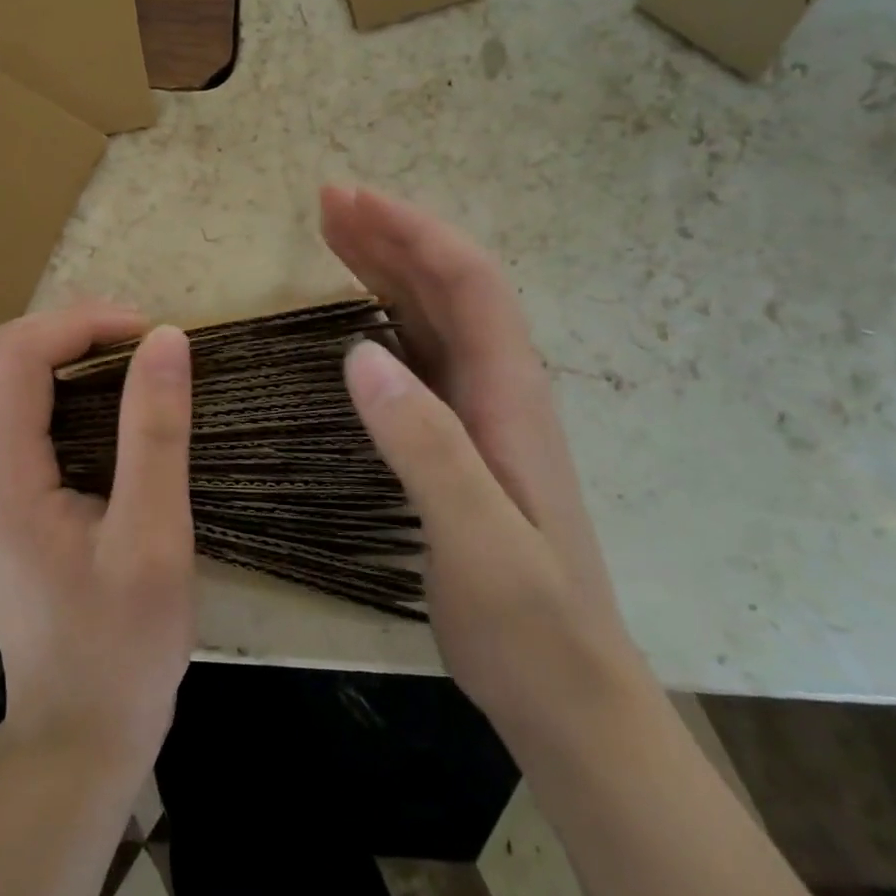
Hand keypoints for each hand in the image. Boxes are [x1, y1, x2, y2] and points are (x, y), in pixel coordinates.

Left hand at [0, 303, 195, 783]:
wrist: (78, 736)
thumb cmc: (122, 646)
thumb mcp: (152, 538)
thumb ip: (156, 432)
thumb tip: (166, 340)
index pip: (21, 355)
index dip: (82, 323)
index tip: (149, 331)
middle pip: (0, 356)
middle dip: (69, 328)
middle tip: (140, 337)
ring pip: (2, 381)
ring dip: (61, 352)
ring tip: (129, 358)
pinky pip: (12, 413)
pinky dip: (55, 386)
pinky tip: (104, 401)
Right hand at [322, 185, 644, 732]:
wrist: (568, 694)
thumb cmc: (530, 622)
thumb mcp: (478, 541)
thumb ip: (426, 445)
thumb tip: (359, 353)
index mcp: (509, 395)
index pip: (468, 283)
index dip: (412, 232)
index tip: (351, 201)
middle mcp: (498, 389)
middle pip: (447, 286)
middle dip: (392, 234)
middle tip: (328, 201)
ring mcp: (479, 415)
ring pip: (431, 317)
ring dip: (386, 268)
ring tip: (334, 235)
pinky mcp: (458, 441)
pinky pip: (419, 357)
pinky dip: (383, 319)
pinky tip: (355, 317)